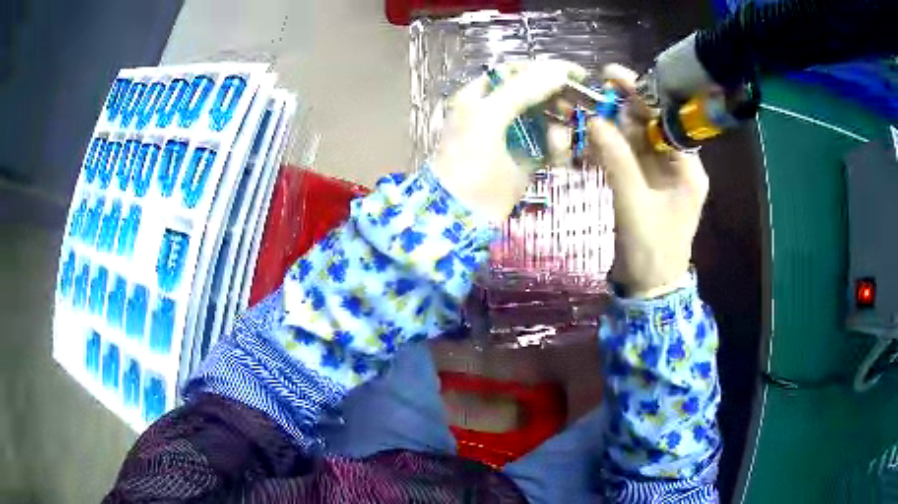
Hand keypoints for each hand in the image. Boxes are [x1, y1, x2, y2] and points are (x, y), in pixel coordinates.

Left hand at [431, 60, 585, 222]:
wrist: (462, 214)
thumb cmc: (468, 161)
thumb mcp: (488, 117)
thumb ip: (522, 90)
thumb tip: (558, 71)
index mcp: (480, 95)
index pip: (515, 71)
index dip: (544, 69)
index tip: (574, 74)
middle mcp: (497, 111)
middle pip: (535, 93)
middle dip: (556, 99)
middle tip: (573, 108)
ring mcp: (513, 136)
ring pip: (546, 119)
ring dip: (558, 126)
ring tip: (559, 141)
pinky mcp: (527, 160)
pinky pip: (550, 145)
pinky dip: (559, 147)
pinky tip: (559, 155)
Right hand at [587, 64, 708, 297]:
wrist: (647, 288)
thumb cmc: (651, 250)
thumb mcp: (634, 203)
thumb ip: (616, 159)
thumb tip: (594, 120)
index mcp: (687, 168)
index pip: (665, 119)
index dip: (640, 95)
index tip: (612, 75)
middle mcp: (675, 165)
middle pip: (647, 125)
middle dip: (619, 107)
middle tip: (589, 89)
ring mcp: (657, 174)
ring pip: (632, 139)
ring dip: (607, 125)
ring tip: (578, 109)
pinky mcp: (641, 184)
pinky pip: (623, 157)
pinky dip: (605, 147)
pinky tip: (584, 137)